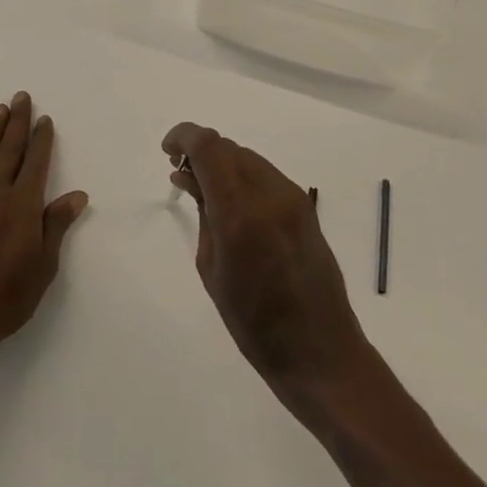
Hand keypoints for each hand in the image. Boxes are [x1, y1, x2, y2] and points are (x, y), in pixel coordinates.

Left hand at [0, 93, 87, 379]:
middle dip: (17, 123)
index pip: (35, 163)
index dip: (42, 140)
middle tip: (21, 96)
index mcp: (21, 207)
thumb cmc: (0, 300)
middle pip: (8, 151)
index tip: (45, 119)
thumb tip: (77, 194)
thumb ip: (55, 227)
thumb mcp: (41, 270)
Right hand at [163, 122, 371, 408]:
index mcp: (240, 212)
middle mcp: (270, 194)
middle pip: (228, 147)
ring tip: (206, 192)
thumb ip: (203, 214)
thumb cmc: (253, 323)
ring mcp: (292, 197)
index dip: (183, 136)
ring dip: (223, 163)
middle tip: (183, 176)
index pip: (208, 146)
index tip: (167, 150)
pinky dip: (244, 177)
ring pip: (248, 158)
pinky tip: (234, 204)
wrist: (319, 350)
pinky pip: (266, 175)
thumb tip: (188, 177)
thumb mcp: (212, 269)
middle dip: (201, 152)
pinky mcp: (306, 206)